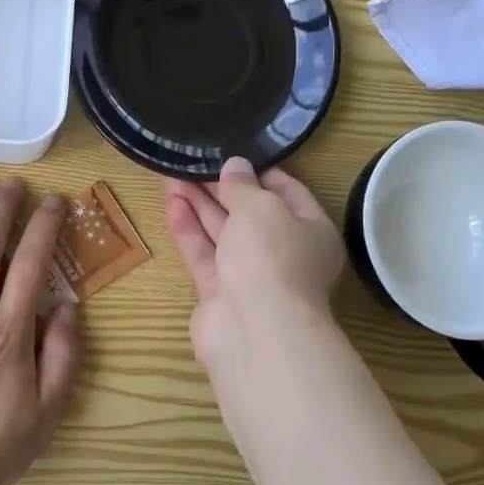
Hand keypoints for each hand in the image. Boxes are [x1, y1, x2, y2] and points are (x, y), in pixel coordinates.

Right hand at [165, 158, 345, 371]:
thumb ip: (243, 185)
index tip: (231, 154)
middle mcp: (284, 253)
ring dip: (199, 205)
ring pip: (223, 233)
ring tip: (171, 176)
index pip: (287, 192)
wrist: (255, 330)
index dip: (259, 171)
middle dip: (221, 188)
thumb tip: (235, 166)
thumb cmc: (272, 257)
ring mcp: (251, 275)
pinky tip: (171, 204)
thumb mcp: (261, 207)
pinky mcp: (221, 293)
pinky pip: (204, 254)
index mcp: (311, 230)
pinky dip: (189, 230)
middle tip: (191, 162)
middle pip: (250, 213)